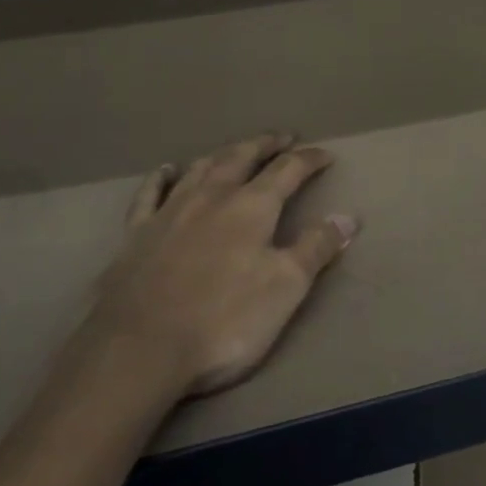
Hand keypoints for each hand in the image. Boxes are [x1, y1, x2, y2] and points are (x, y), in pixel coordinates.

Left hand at [86, 133, 358, 397]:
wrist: (140, 347)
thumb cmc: (224, 320)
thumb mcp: (285, 288)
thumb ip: (316, 248)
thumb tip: (348, 217)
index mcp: (252, 207)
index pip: (288, 171)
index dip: (308, 160)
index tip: (325, 155)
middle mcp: (212, 196)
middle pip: (241, 157)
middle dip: (265, 145)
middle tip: (281, 137)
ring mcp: (170, 211)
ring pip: (200, 168)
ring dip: (222, 154)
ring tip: (235, 150)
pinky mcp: (137, 233)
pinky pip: (150, 193)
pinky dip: (161, 177)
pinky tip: (167, 170)